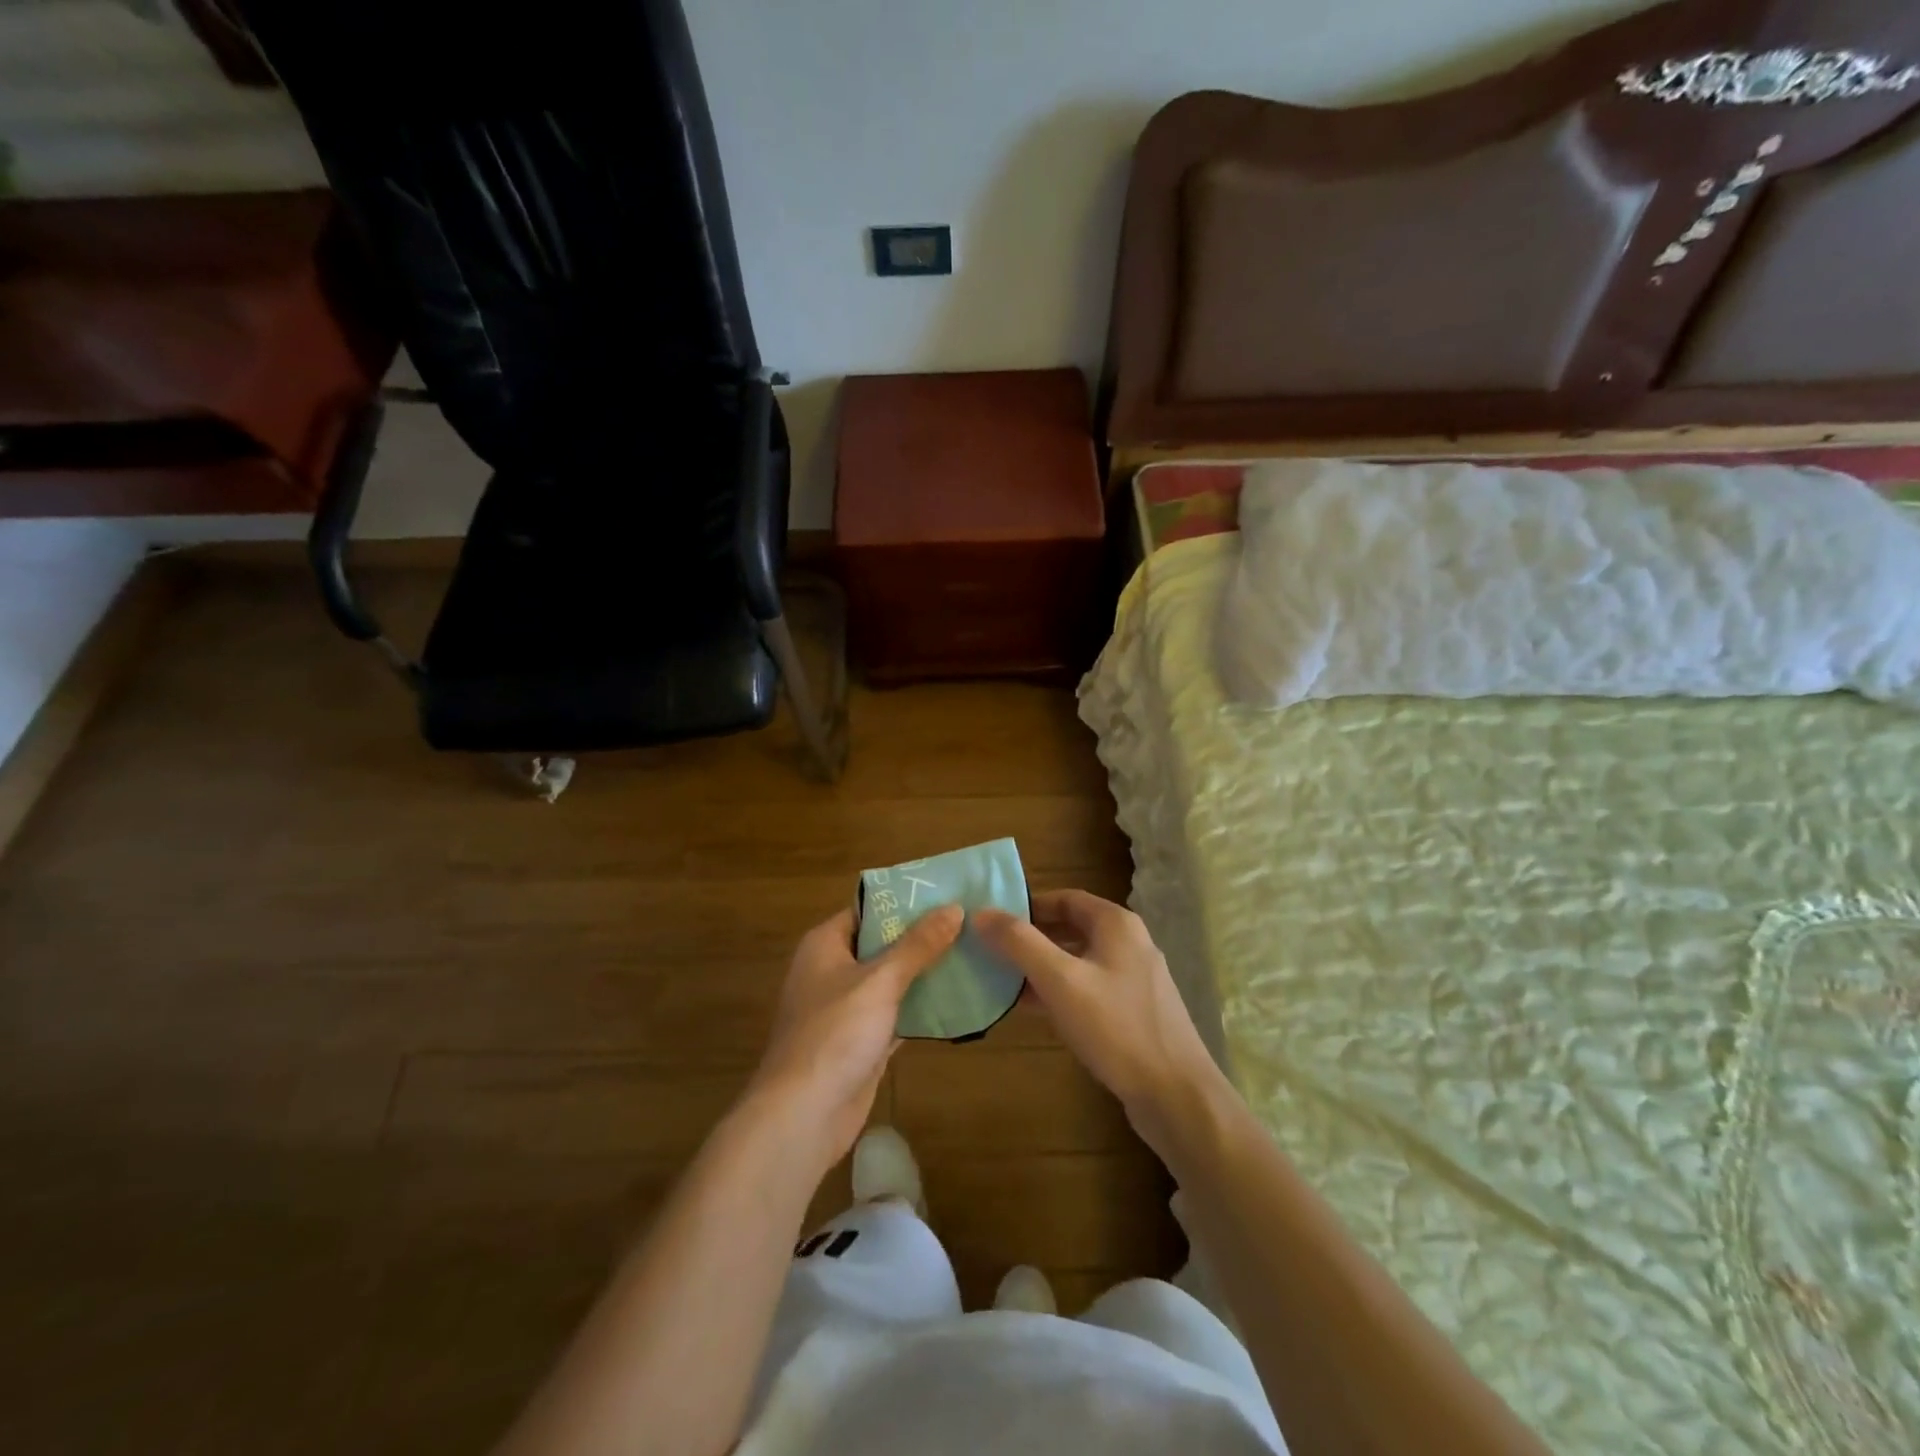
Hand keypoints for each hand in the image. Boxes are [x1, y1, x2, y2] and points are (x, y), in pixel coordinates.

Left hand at [745, 904, 962, 1171]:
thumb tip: (954, 908)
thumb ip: (918, 945)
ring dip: (925, 972)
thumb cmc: (835, 1033)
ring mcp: (846, 1008)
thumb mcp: (880, 981)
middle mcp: (833, 970)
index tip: (947, 893)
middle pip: (882, 944)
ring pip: (892, 980)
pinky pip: (896, 1014)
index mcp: (825, 944)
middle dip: (922, 937)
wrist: (803, 1115)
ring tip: (972, 953)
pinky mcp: (861, 1041)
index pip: (868, 909)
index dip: (905, 901)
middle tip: (969, 923)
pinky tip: (959, 999)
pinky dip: (921, 1008)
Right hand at [975, 891, 1219, 1141]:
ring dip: (1043, 967)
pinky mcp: (1134, 1011)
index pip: (1065, 898)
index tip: (993, 918)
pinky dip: (1060, 991)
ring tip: (1003, 978)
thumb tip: (981, 912)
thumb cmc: (1116, 1028)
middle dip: (1032, 937)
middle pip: (1071, 928)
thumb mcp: (1061, 981)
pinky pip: (1089, 989)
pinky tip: (1033, 1009)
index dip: (1028, 905)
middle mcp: (1129, 943)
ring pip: (1079, 961)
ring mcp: (1134, 979)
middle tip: (992, 949)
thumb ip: (1020, 944)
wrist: (1176, 1095)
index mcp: (1116, 924)